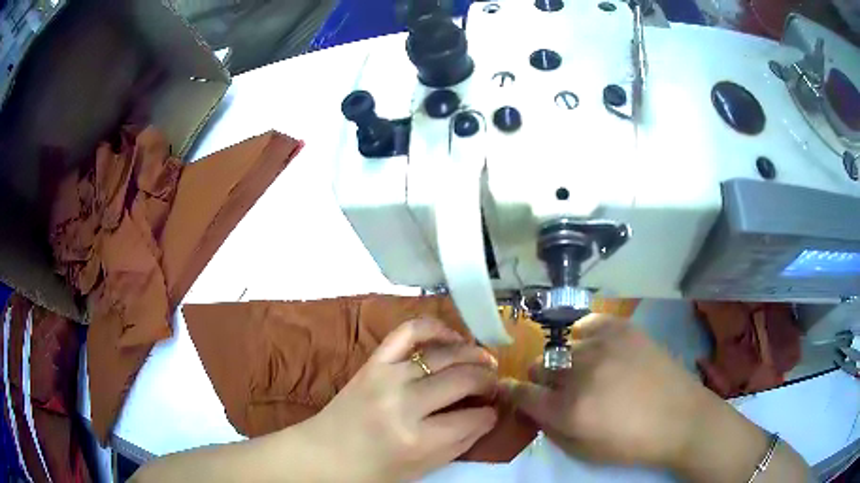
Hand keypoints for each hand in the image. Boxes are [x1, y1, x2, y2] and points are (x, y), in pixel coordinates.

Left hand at [303, 318, 499, 482]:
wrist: (325, 453)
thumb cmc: (374, 470)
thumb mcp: (424, 468)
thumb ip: (462, 442)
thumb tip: (489, 415)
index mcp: (417, 439)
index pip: (475, 418)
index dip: (491, 414)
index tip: (494, 411)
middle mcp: (405, 403)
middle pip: (465, 379)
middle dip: (489, 381)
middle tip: (494, 386)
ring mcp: (387, 376)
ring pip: (445, 354)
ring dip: (473, 355)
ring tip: (484, 362)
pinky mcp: (374, 361)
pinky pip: (409, 332)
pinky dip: (436, 328)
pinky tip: (453, 337)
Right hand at [501, 314, 717, 468]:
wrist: (680, 418)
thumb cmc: (631, 444)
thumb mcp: (583, 452)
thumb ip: (552, 429)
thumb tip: (535, 407)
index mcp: (568, 410)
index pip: (521, 393)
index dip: (511, 391)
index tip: (510, 390)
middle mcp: (580, 375)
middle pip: (538, 366)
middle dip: (541, 379)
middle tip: (560, 389)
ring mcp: (603, 347)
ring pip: (562, 347)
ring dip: (566, 362)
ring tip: (586, 371)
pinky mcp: (623, 329)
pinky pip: (587, 324)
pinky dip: (584, 336)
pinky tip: (595, 348)